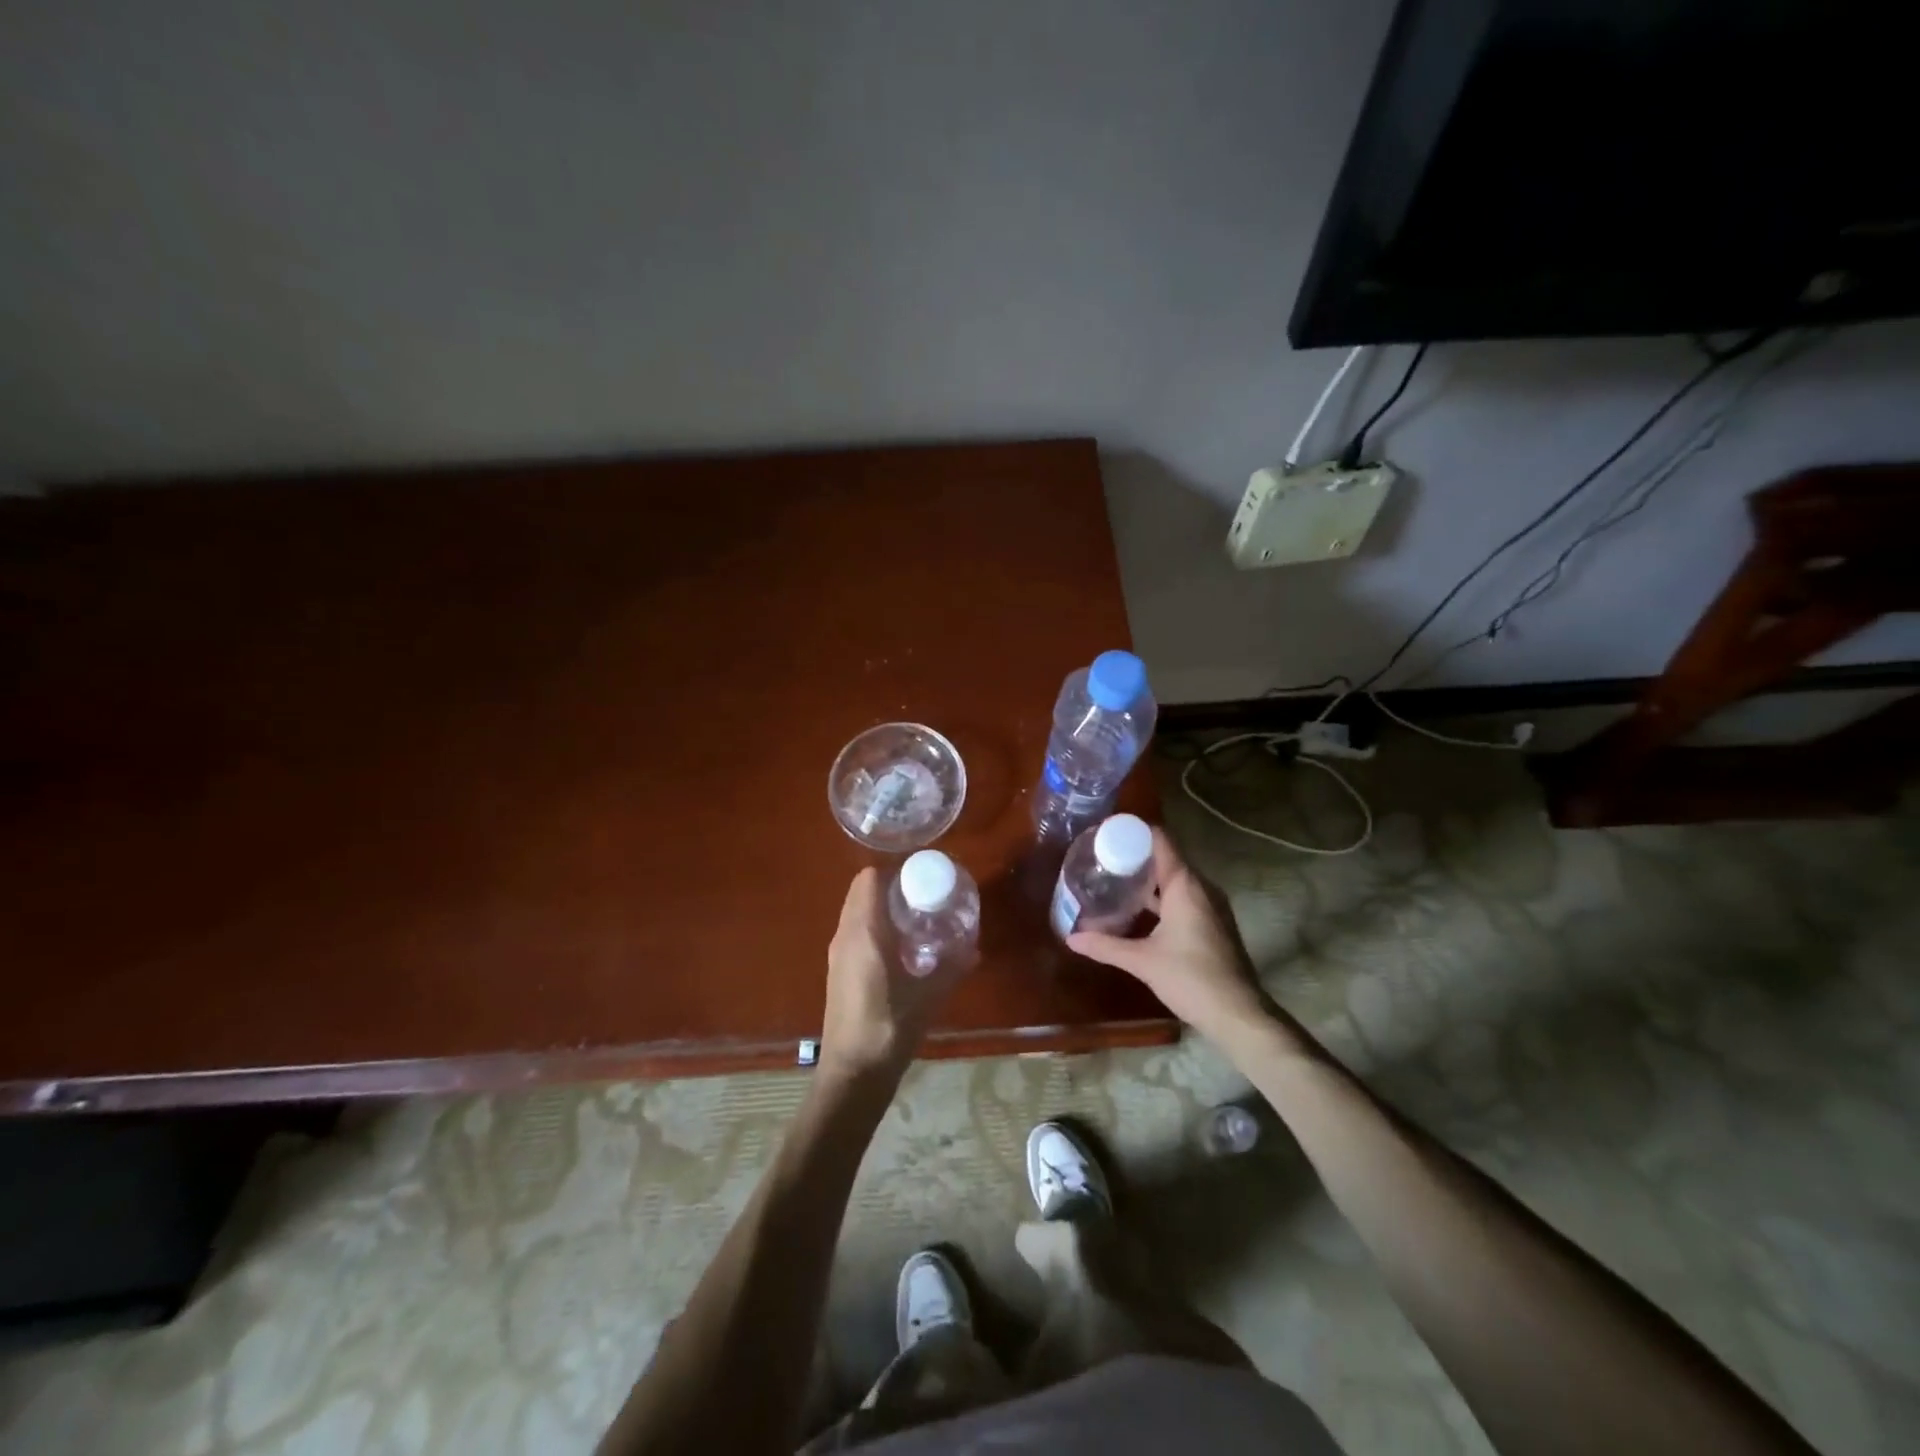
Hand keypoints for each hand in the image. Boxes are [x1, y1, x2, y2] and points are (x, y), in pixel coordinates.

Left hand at [820, 868, 964, 1083]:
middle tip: (924, 897)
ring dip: (881, 909)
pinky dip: (874, 929)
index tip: (921, 877)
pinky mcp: (837, 971)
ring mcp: (837, 953)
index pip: (869, 879)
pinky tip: (901, 950)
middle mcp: (845, 935)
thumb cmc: (889, 1027)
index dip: (893, 871)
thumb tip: (974, 949)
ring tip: (916, 921)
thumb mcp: (928, 995)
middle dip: (891, 888)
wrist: (853, 1073)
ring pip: (856, 913)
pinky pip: (854, 933)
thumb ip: (951, 967)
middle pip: (862, 892)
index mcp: (863, 931)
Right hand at [1068, 828, 1268, 1041]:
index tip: (1106, 833)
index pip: (1160, 840)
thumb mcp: (1142, 961)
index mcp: (1185, 885)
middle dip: (1135, 857)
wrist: (1238, 1014)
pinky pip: (1183, 897)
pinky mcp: (1212, 923)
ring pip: (1174, 880)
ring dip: (1147, 879)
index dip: (1134, 832)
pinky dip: (1160, 897)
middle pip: (1166, 858)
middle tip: (1102, 859)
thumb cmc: (1191, 978)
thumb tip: (1071, 937)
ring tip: (1114, 881)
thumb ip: (1106, 945)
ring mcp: (1210, 905)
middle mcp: (1200, 887)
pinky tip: (1138, 911)